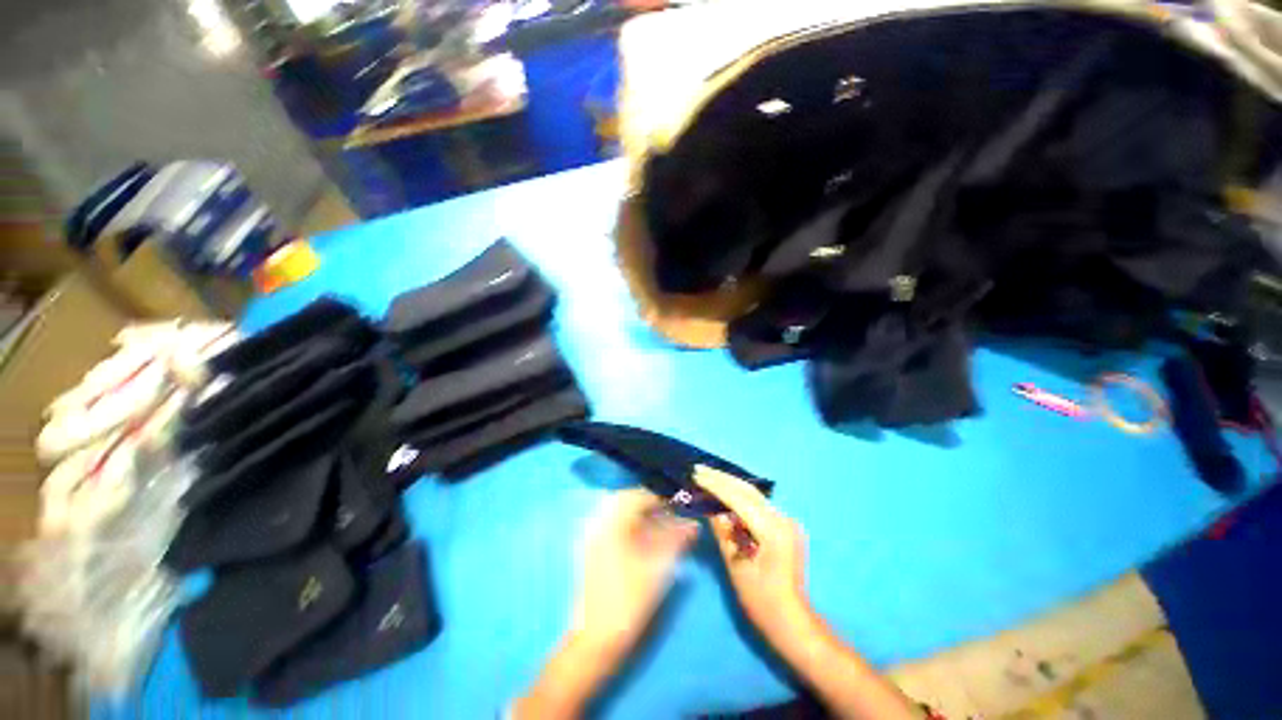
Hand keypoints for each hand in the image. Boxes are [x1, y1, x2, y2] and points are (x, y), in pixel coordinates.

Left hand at [570, 487, 699, 660]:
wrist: (596, 640)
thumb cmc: (628, 601)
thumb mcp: (658, 568)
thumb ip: (676, 541)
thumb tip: (693, 525)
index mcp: (611, 523)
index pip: (637, 496)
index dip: (660, 498)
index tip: (679, 506)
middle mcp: (599, 524)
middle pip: (628, 503)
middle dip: (652, 507)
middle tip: (672, 517)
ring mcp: (593, 538)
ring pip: (622, 516)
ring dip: (643, 518)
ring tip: (665, 530)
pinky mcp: (593, 551)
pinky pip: (615, 528)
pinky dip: (633, 530)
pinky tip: (648, 542)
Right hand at [693, 465, 812, 646]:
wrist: (793, 622)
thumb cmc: (762, 601)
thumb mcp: (736, 566)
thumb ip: (723, 533)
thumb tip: (711, 509)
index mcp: (773, 530)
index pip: (740, 499)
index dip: (716, 485)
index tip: (697, 475)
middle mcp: (783, 519)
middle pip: (748, 490)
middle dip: (722, 478)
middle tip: (699, 469)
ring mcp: (787, 521)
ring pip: (753, 495)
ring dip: (730, 485)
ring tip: (707, 475)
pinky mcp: (785, 526)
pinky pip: (758, 505)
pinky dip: (739, 497)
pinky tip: (724, 492)